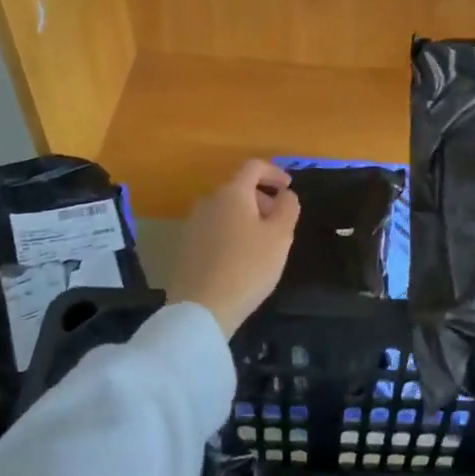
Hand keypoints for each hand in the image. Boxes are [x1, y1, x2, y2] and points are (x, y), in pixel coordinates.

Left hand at [169, 160, 300, 338]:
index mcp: (232, 193)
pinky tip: (241, 259)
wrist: (201, 308)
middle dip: (262, 198)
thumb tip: (285, 194)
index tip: (288, 188)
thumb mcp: (280, 236)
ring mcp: (193, 224)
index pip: (253, 167)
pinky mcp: (186, 246)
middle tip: (279, 222)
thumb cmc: (247, 267)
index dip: (274, 172)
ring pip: (226, 209)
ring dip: (247, 217)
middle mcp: (208, 201)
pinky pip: (215, 228)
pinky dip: (232, 232)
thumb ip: (288, 208)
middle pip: (238, 188)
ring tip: (262, 243)